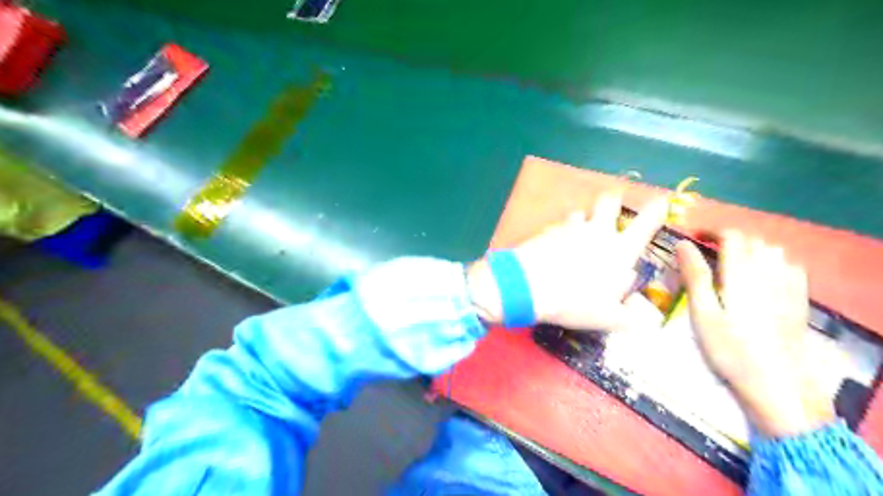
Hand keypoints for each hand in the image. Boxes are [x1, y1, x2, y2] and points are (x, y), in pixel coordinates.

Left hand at [465, 193, 666, 333]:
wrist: (529, 287)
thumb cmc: (575, 301)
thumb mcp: (608, 318)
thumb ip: (629, 317)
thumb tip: (647, 320)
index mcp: (620, 249)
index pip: (647, 222)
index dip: (657, 209)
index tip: (661, 201)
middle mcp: (598, 231)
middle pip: (610, 201)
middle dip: (613, 202)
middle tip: (610, 211)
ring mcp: (570, 227)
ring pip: (581, 212)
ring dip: (583, 219)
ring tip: (578, 234)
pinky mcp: (547, 230)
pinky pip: (558, 225)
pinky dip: (560, 232)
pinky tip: (554, 246)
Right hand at [678, 231, 835, 435]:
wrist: (778, 384)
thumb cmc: (730, 349)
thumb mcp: (703, 313)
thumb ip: (695, 276)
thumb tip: (683, 243)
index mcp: (742, 274)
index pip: (732, 236)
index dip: (712, 232)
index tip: (694, 238)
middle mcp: (770, 273)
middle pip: (754, 240)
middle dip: (730, 240)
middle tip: (709, 253)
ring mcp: (790, 287)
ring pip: (775, 251)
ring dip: (752, 249)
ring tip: (733, 264)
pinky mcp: (800, 301)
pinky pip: (792, 267)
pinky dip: (774, 262)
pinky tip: (763, 278)